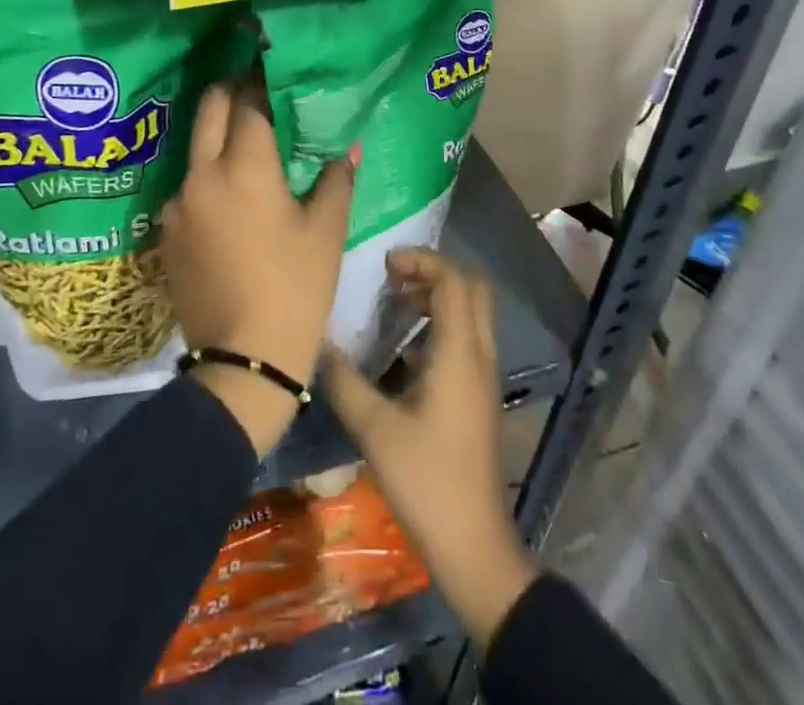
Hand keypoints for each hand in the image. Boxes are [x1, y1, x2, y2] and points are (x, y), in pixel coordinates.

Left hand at [160, 80, 354, 455]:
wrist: (242, 361)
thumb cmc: (295, 289)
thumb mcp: (326, 232)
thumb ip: (336, 179)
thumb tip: (349, 146)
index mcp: (244, 167)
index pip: (250, 101)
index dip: (264, 80)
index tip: (277, 69)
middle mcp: (202, 174)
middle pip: (210, 107)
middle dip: (233, 90)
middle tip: (259, 91)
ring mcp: (177, 203)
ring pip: (195, 146)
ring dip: (219, 133)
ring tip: (248, 144)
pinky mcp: (166, 231)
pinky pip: (188, 185)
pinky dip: (209, 175)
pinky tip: (231, 196)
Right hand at [324, 248, 538, 650]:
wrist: (473, 543)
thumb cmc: (426, 480)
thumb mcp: (375, 429)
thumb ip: (344, 381)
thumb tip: (319, 342)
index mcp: (460, 352)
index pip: (454, 280)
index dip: (422, 259)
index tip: (385, 264)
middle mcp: (479, 354)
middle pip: (472, 287)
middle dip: (434, 271)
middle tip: (393, 277)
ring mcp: (483, 375)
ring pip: (471, 311)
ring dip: (437, 296)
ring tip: (393, 303)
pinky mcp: (478, 393)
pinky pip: (465, 336)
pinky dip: (439, 323)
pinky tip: (403, 347)